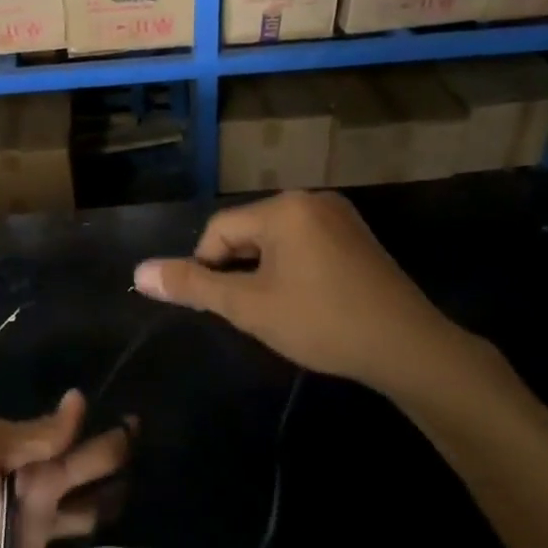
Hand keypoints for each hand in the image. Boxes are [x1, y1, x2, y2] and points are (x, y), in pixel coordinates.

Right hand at [132, 191, 482, 406]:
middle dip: (240, 271)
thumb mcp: (248, 307)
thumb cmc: (321, 322)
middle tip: (253, 313)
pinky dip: (293, 270)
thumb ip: (193, 286)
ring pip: (276, 241)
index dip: (208, 269)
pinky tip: (306, 303)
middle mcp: (311, 200)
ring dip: (264, 273)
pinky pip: (305, 246)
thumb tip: (138, 272)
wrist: (408, 347)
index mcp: (283, 208)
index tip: (223, 307)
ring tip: (279, 312)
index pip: (219, 230)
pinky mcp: (357, 238)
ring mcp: (340, 217)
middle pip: (248, 232)